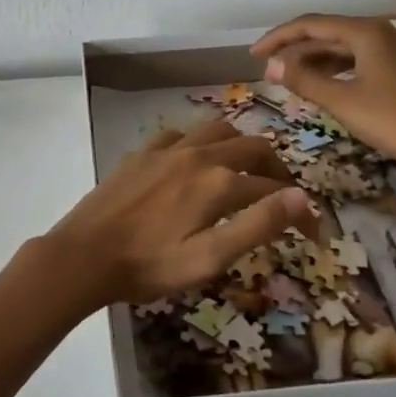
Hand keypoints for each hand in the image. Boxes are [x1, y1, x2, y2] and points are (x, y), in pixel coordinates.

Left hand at [41, 119, 317, 309]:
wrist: (85, 255)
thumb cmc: (150, 265)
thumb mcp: (210, 257)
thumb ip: (257, 225)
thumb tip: (300, 198)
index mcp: (218, 183)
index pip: (274, 189)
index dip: (298, 209)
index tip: (310, 232)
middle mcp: (197, 156)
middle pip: (251, 147)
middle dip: (275, 169)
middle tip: (281, 194)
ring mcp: (166, 151)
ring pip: (216, 131)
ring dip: (239, 146)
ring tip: (244, 170)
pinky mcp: (140, 154)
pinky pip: (179, 135)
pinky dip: (198, 143)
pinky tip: (193, 162)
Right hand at [250, 13, 395, 168]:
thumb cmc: (393, 121)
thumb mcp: (341, 101)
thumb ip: (302, 79)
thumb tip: (270, 65)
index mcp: (368, 32)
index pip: (311, 25)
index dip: (278, 38)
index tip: (254, 55)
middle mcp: (385, 31)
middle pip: (330, 33)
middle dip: (296, 50)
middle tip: (268, 69)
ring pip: (347, 47)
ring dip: (316, 60)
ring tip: (290, 78)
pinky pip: (363, 59)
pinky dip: (339, 68)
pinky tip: (325, 84)